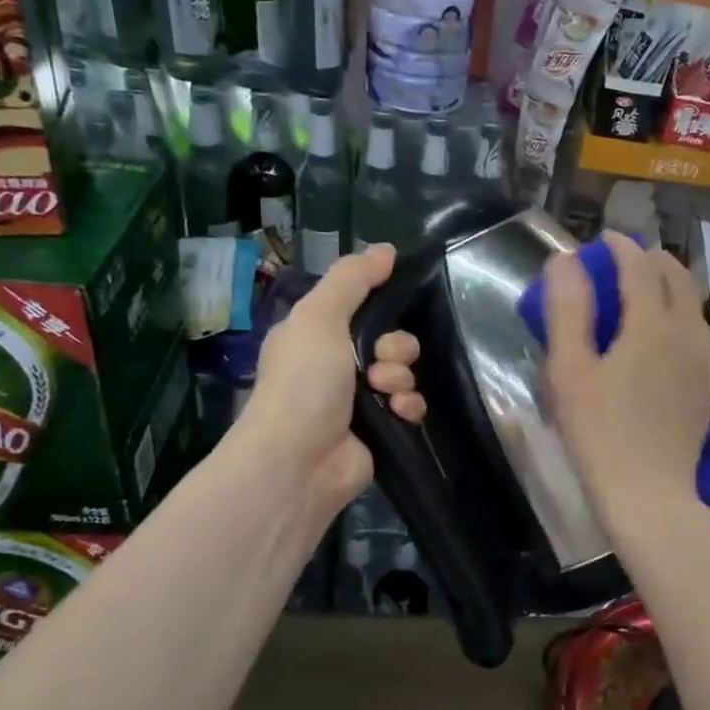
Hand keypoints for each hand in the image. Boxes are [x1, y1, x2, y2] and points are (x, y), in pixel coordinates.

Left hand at [239, 243, 424, 522]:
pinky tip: (397, 412)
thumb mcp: (320, 316)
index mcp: (316, 335)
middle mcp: (336, 365)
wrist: (299, 460)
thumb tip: (386, 249)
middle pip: (390, 339)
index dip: (380, 305)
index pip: (361, 307)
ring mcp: (359, 400)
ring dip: (400, 377)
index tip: (389, 306)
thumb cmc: (304, 382)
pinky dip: (409, 406)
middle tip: (378, 361)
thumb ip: (352, 280)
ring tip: (384, 392)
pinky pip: (410, 405)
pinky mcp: (380, 430)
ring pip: (403, 372)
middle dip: (395, 347)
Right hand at [544, 231, 709, 523]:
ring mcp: (704, 359)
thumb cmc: (599, 433)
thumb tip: (565, 260)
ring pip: (691, 302)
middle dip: (648, 259)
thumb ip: (567, 310)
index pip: (639, 265)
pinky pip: (696, 328)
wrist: (649, 495)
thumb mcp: (569, 371)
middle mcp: (687, 332)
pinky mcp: (707, 383)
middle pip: (675, 276)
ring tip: (639, 291)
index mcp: (652, 323)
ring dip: (667, 284)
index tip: (602, 239)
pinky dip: (677, 312)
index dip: (620, 246)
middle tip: (619, 261)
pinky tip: (658, 333)